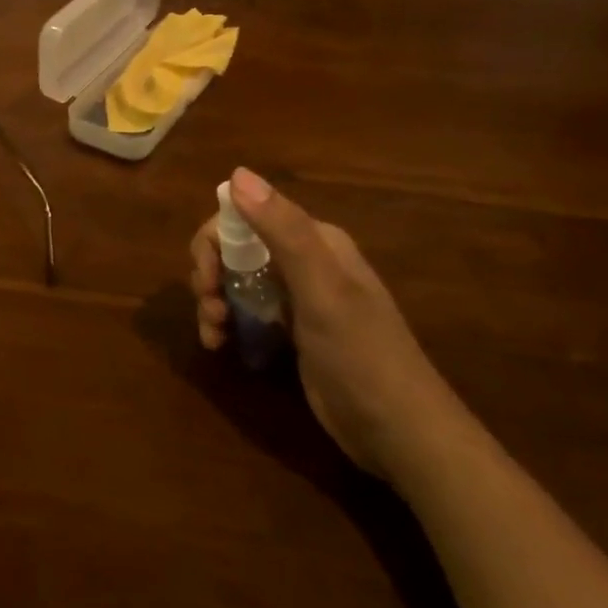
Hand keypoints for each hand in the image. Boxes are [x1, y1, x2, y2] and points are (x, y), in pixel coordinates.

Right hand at [190, 167, 463, 478]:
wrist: (401, 434)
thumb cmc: (361, 354)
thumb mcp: (321, 289)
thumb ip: (282, 230)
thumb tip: (237, 173)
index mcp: (315, 241)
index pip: (246, 216)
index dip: (215, 240)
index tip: (206, 277)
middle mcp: (305, 262)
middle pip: (235, 248)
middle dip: (210, 273)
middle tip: (208, 308)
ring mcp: (298, 298)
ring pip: (236, 280)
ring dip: (213, 300)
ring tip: (213, 333)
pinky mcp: (292, 332)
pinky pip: (246, 312)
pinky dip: (226, 323)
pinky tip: (220, 344)